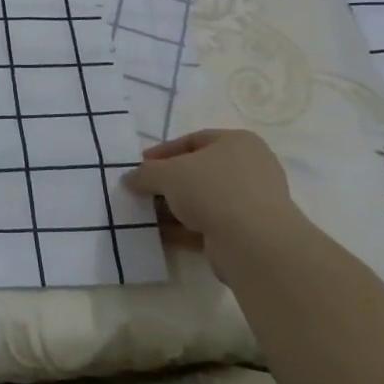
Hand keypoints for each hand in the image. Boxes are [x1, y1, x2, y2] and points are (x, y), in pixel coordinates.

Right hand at [122, 129, 305, 282]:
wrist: (254, 242)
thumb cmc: (212, 189)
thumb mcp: (167, 173)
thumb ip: (144, 173)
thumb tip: (129, 179)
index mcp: (238, 143)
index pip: (193, 140)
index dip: (163, 152)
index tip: (141, 165)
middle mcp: (250, 168)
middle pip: (199, 172)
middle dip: (168, 182)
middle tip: (143, 190)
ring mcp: (252, 202)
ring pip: (204, 200)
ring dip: (175, 208)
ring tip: (147, 215)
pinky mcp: (249, 232)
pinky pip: (210, 225)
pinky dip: (185, 229)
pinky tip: (161, 235)